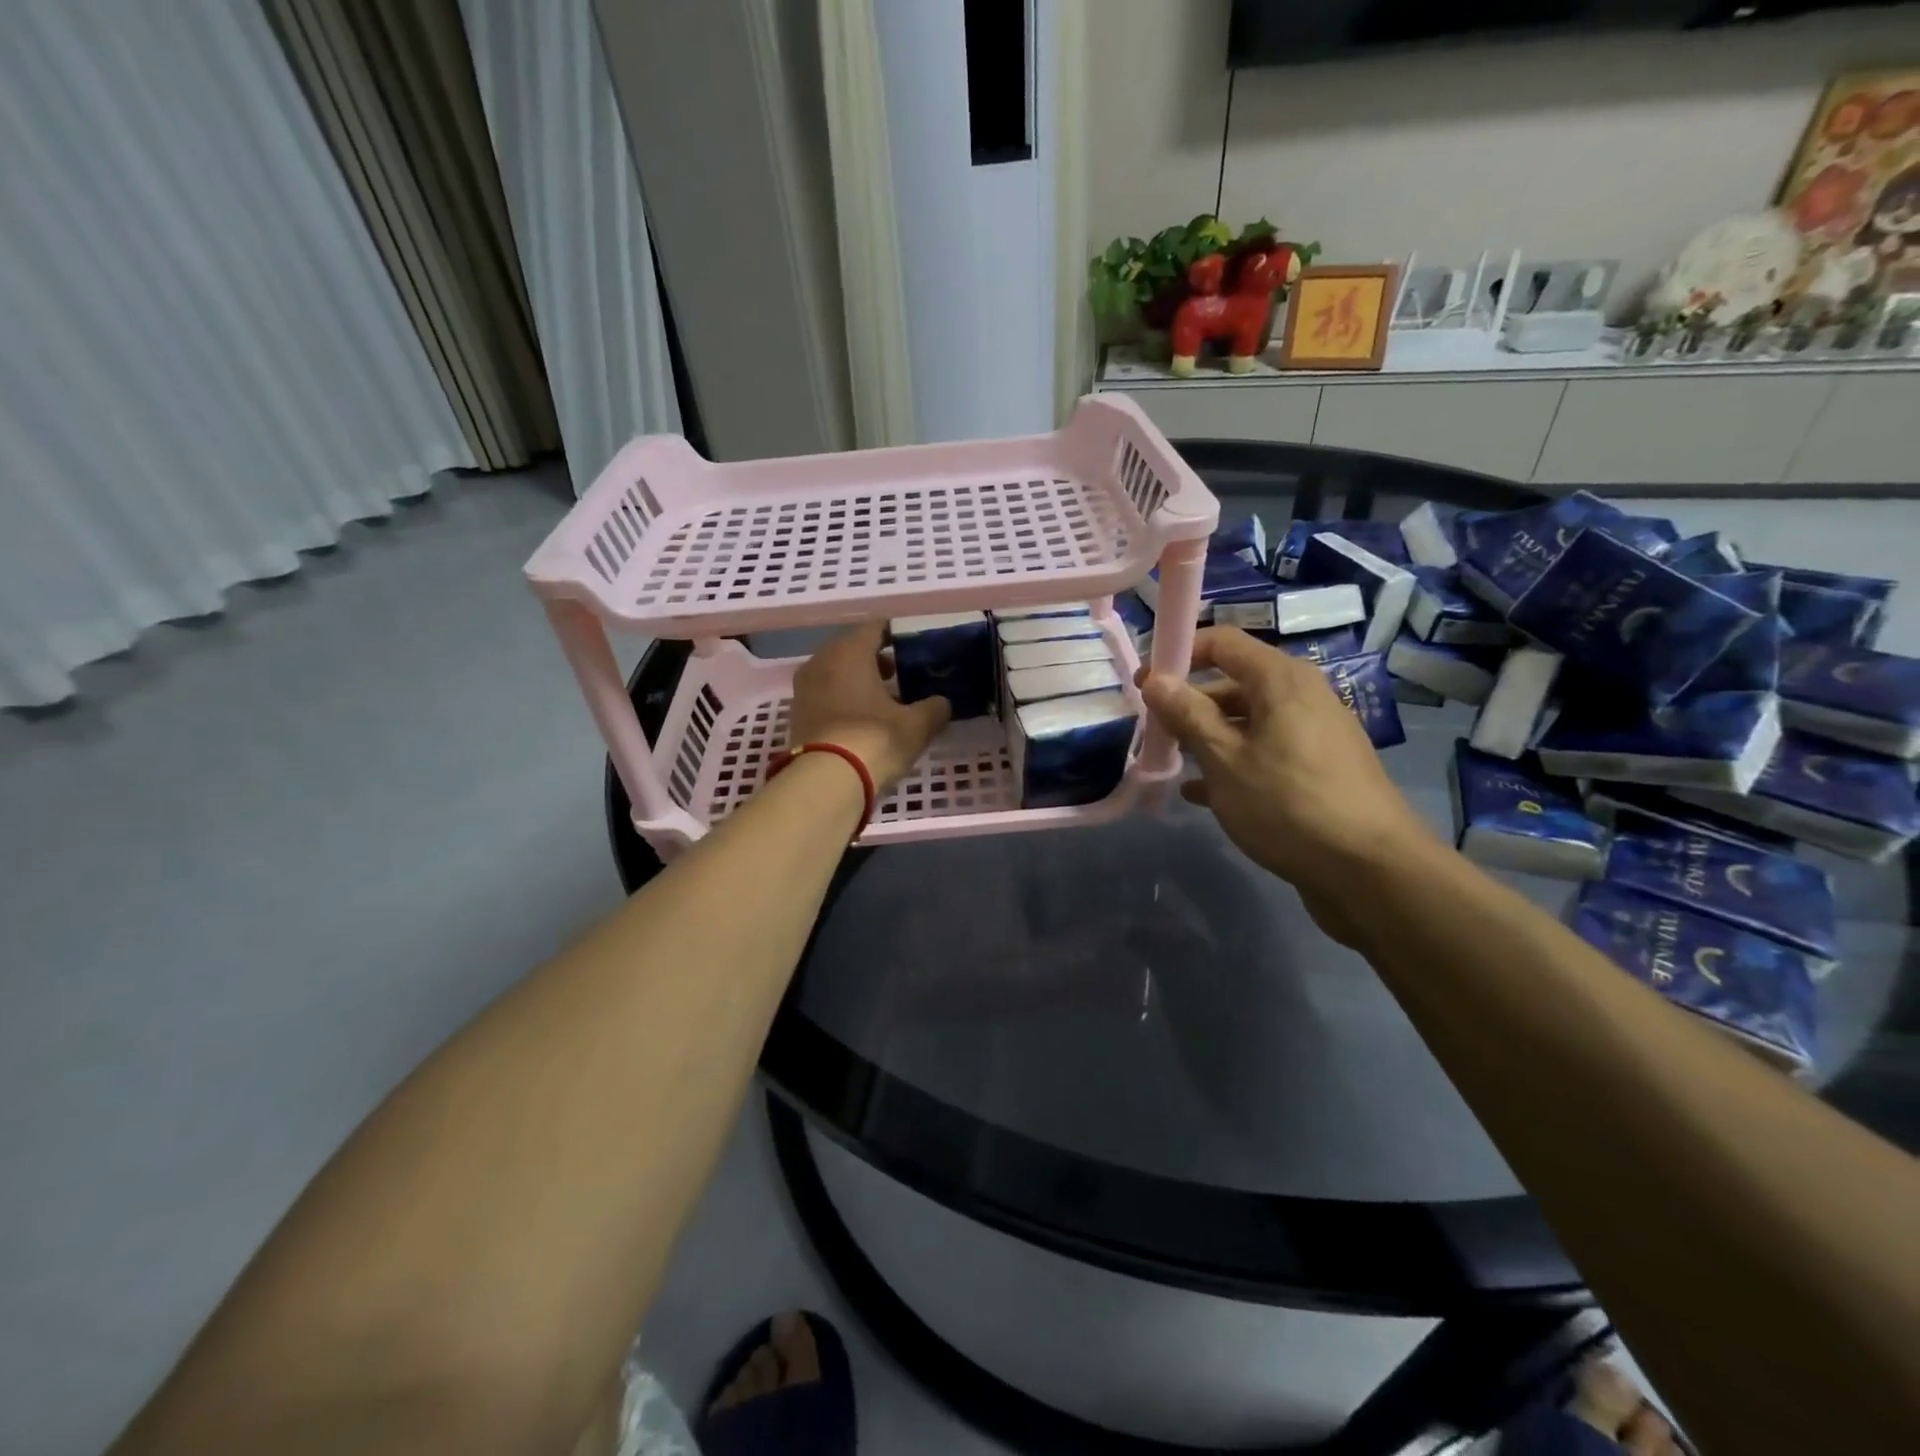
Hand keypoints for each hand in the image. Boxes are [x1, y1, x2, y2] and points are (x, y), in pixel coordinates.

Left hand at [788, 623, 950, 792]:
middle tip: (901, 673)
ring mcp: (804, 689)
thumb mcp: (916, 726)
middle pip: (852, 649)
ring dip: (858, 681)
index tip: (913, 647)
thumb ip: (934, 708)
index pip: (875, 627)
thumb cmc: (874, 739)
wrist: (826, 782)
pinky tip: (863, 719)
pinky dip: (844, 700)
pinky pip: (825, 695)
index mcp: (850, 652)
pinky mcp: (797, 715)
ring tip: (885, 700)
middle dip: (876, 659)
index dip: (896, 634)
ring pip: (836, 673)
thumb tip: (942, 703)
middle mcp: (821, 662)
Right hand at [1138, 628, 1435, 947]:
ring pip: (1247, 722)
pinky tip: (1200, 793)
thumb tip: (1155, 678)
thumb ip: (1188, 715)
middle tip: (1153, 730)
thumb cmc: (1288, 804)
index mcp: (1281, 680)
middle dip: (1189, 703)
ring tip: (1170, 762)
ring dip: (1206, 737)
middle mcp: (1301, 696)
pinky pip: (1264, 752)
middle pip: (1234, 682)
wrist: (1370, 870)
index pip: (1222, 642)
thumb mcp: (1225, 760)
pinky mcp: (1317, 769)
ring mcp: (1312, 734)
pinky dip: (1232, 763)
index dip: (1180, 655)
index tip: (1143, 683)